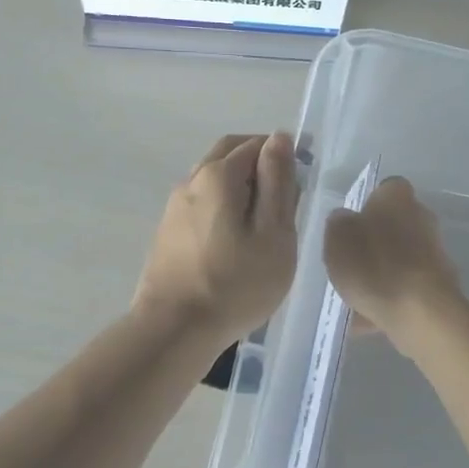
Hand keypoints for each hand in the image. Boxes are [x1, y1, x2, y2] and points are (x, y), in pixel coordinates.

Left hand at [134, 132, 299, 344]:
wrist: (174, 329)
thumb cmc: (236, 284)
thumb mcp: (273, 233)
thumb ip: (278, 182)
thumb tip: (279, 138)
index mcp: (219, 175)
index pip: (257, 144)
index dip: (283, 156)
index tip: (301, 186)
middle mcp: (191, 180)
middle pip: (229, 153)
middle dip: (259, 163)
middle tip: (285, 198)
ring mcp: (174, 205)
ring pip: (213, 177)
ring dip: (240, 183)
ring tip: (263, 221)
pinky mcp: (168, 230)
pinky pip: (202, 200)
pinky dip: (223, 203)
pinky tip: (236, 237)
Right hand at [322, 177, 462, 343]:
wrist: (421, 311)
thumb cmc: (373, 265)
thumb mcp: (337, 239)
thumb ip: (338, 224)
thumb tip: (345, 220)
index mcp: (396, 197)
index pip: (383, 190)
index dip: (366, 207)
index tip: (350, 229)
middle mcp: (422, 216)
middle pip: (393, 225)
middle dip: (375, 243)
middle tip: (350, 265)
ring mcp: (435, 251)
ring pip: (400, 259)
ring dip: (382, 274)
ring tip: (356, 300)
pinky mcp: (440, 283)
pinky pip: (408, 286)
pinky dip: (392, 298)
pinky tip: (370, 320)